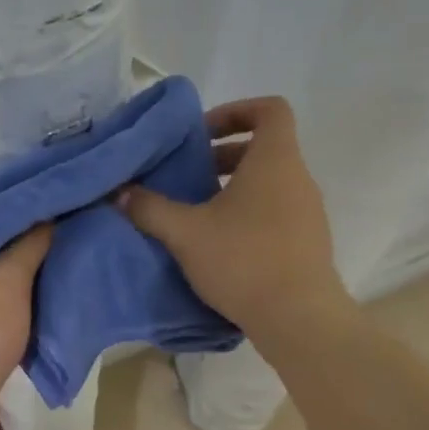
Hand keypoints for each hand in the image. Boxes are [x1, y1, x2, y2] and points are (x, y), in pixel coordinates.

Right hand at [121, 97, 350, 337]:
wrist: (299, 319)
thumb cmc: (243, 260)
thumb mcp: (185, 233)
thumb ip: (150, 208)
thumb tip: (121, 193)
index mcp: (274, 161)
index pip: (270, 110)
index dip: (235, 111)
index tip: (201, 133)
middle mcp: (298, 179)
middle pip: (264, 148)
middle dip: (221, 155)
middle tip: (186, 176)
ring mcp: (308, 212)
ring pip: (268, 182)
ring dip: (232, 187)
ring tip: (195, 212)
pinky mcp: (307, 241)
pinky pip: (276, 210)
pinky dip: (247, 213)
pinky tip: (217, 243)